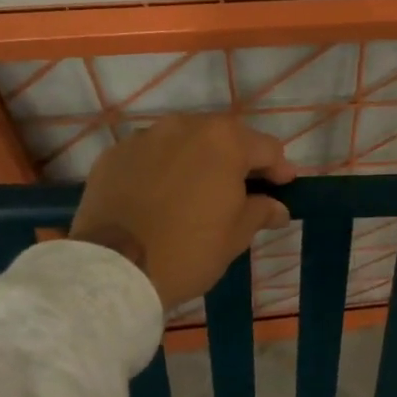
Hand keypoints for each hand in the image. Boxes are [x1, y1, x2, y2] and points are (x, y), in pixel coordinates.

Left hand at [70, 114, 295, 311]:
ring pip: (184, 142)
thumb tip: (277, 208)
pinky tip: (160, 196)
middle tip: (242, 189)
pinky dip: (162, 169)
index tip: (283, 188)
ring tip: (198, 190)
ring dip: (198, 160)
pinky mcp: (114, 154)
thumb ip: (260, 212)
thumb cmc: (188, 251)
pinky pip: (150, 155)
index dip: (279, 169)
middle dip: (237, 160)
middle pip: (224, 137)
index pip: (266, 148)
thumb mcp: (235, 236)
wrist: (113, 270)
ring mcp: (145, 137)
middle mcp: (185, 126)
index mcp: (224, 141)